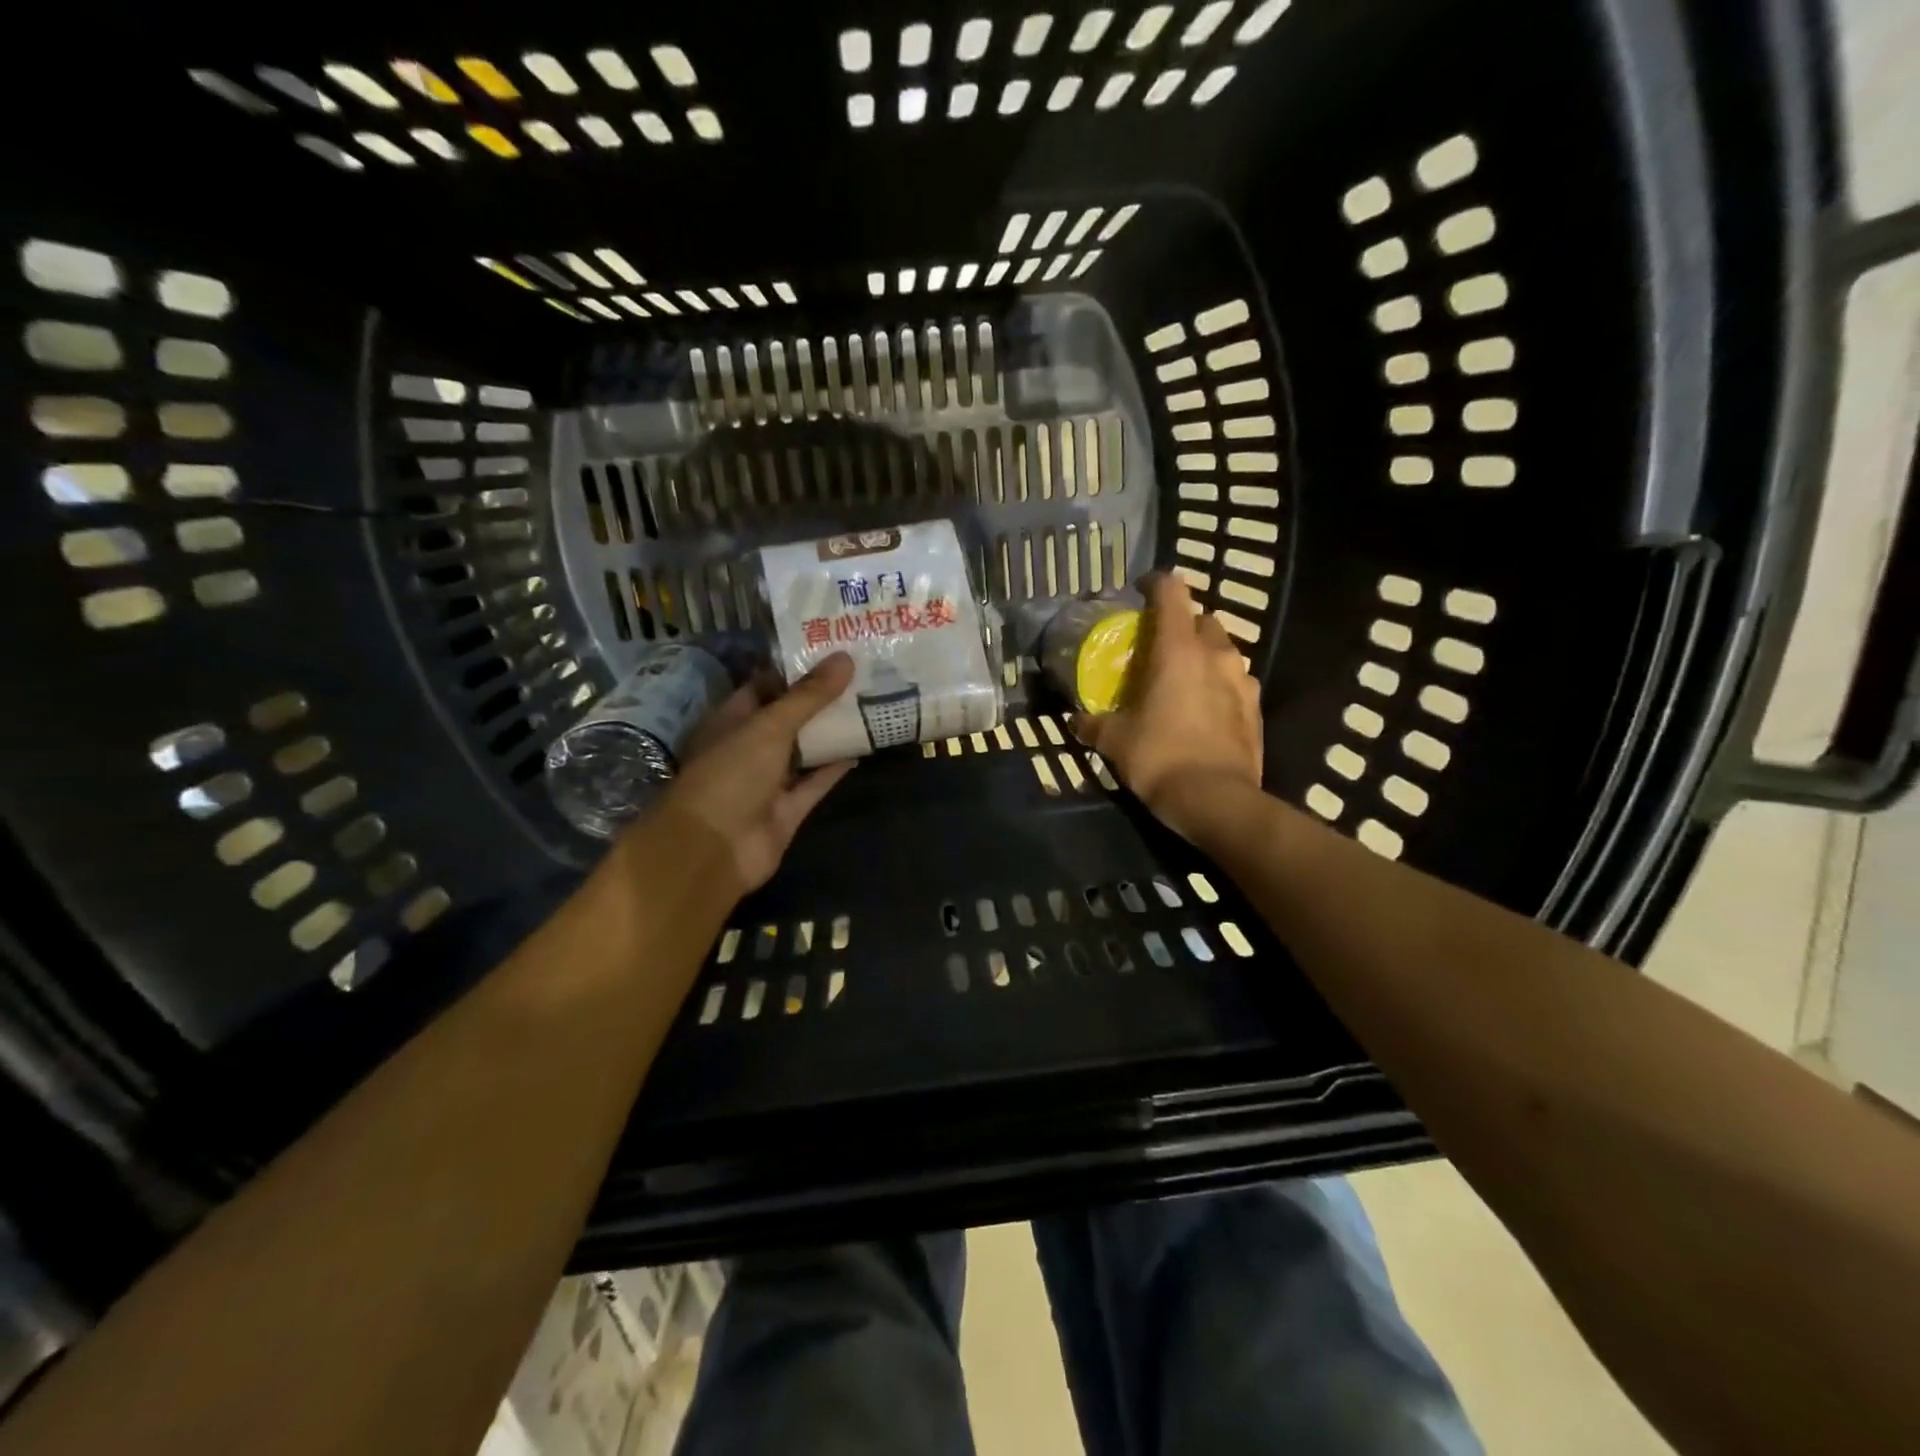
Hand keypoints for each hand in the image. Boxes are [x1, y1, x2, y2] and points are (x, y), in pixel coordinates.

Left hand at [650, 653, 857, 895]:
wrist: (714, 849)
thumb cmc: (730, 775)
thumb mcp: (769, 727)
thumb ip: (808, 696)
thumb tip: (845, 658)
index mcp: (732, 720)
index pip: (766, 685)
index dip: (797, 668)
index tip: (834, 651)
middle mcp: (749, 747)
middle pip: (789, 717)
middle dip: (821, 699)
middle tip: (862, 673)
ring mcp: (769, 780)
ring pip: (805, 750)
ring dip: (832, 731)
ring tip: (870, 704)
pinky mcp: (788, 809)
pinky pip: (816, 782)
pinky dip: (836, 768)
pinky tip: (863, 747)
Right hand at [1071, 574, 1262, 839]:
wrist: (1216, 800)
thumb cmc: (1159, 758)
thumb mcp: (1114, 741)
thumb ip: (1093, 723)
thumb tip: (1075, 720)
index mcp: (1177, 649)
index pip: (1171, 593)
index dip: (1155, 585)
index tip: (1140, 592)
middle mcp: (1215, 653)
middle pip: (1201, 618)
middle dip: (1181, 624)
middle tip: (1159, 647)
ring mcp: (1242, 679)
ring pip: (1223, 649)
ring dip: (1203, 654)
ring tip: (1183, 678)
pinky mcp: (1256, 706)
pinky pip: (1236, 680)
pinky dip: (1219, 683)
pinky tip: (1205, 707)